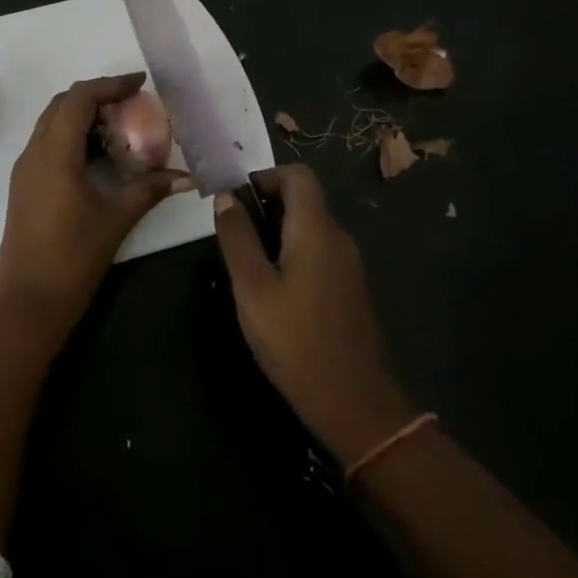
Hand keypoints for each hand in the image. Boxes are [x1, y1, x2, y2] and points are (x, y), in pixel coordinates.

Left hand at [0, 73, 190, 320]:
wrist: (29, 302)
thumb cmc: (73, 258)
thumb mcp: (116, 219)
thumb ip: (149, 190)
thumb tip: (187, 177)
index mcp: (54, 154)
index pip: (78, 99)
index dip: (109, 84)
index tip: (139, 83)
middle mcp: (33, 153)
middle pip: (61, 105)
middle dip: (96, 96)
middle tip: (131, 104)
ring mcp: (24, 170)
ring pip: (51, 124)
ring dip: (82, 116)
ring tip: (119, 127)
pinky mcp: (24, 186)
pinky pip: (47, 145)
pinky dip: (72, 137)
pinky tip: (98, 156)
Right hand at [213, 164, 418, 464]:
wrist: (352, 401)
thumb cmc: (295, 340)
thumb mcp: (252, 288)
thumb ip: (237, 238)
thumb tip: (225, 198)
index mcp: (317, 230)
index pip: (297, 175)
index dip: (264, 177)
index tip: (234, 202)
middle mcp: (338, 238)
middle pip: (304, 199)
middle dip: (265, 205)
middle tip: (232, 236)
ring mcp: (348, 264)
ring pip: (310, 227)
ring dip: (276, 231)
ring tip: (246, 264)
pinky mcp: (349, 288)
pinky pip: (318, 252)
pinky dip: (292, 253)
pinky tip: (272, 288)